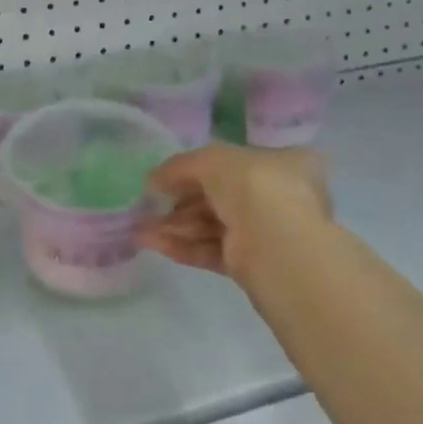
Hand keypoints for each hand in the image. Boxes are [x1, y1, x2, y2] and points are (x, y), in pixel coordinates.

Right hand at [138, 143, 332, 282]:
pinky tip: (151, 242)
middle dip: (179, 200)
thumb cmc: (253, 186)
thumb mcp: (212, 159)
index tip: (168, 176)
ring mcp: (265, 232)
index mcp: (282, 163)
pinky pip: (211, 250)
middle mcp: (277, 197)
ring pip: (211, 224)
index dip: (198, 167)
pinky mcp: (250, 264)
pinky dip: (182, 246)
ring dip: (174, 225)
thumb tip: (153, 179)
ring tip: (140, 227)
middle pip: (218, 195)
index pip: (234, 163)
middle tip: (148, 204)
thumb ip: (181, 166)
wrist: (276, 245)